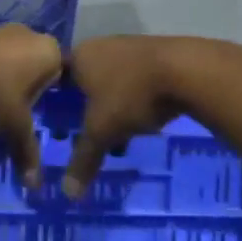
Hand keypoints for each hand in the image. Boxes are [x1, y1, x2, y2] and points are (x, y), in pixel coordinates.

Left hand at [0, 26, 62, 186]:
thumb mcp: (13, 128)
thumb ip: (27, 150)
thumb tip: (35, 183)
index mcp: (47, 50)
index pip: (58, 76)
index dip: (44, 99)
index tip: (30, 117)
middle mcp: (26, 33)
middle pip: (30, 67)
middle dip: (20, 91)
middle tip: (7, 116)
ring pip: (4, 60)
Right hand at [63, 36, 190, 197]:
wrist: (186, 69)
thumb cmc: (131, 95)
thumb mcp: (102, 131)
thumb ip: (83, 159)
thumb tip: (68, 194)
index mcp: (79, 57)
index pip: (56, 79)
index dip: (54, 104)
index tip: (57, 125)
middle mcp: (100, 46)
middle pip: (85, 82)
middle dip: (85, 110)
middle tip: (87, 134)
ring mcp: (130, 48)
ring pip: (112, 83)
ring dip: (112, 108)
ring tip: (118, 137)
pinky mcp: (156, 55)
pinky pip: (135, 82)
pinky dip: (134, 101)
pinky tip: (144, 123)